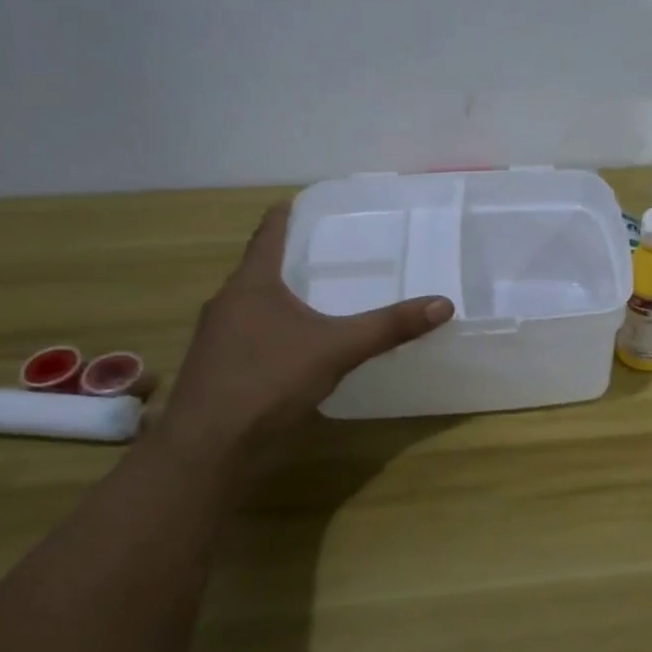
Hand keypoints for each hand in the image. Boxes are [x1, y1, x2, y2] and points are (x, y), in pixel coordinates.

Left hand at [154, 203, 453, 462]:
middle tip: (337, 251)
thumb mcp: (336, 349)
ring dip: (286, 298)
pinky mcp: (222, 370)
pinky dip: (279, 331)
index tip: (311, 201)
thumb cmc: (267, 381)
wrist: (208, 450)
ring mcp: (220, 339)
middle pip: (262, 269)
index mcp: (251, 284)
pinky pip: (255, 336)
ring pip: (257, 305)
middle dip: (295, 259)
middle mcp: (229, 304)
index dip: (289, 214)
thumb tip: (442, 304)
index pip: (269, 233)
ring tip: (326, 296)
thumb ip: (388, 327)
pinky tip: (304, 346)